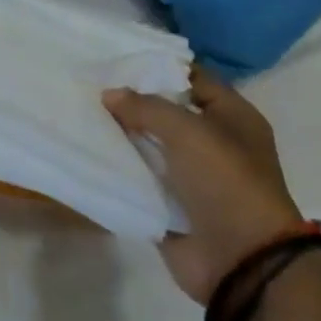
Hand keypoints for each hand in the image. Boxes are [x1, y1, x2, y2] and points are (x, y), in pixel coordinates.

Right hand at [103, 65, 304, 305]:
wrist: (242, 261)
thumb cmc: (226, 183)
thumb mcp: (189, 132)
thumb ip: (146, 108)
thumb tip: (109, 95)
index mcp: (232, 118)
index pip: (192, 79)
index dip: (157, 66)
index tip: (115, 59)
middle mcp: (212, 143)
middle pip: (165, 112)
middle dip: (130, 101)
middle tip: (87, 84)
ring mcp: (190, 175)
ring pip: (147, 145)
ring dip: (119, 135)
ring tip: (78, 114)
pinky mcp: (168, 204)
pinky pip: (137, 178)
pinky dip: (116, 169)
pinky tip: (85, 152)